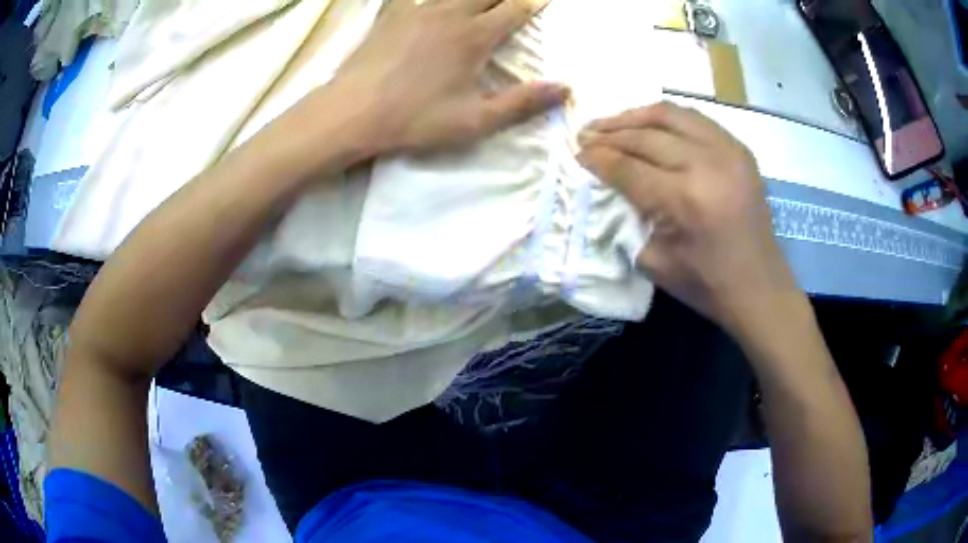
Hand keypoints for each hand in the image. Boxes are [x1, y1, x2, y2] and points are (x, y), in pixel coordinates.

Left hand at [328, 0, 568, 153]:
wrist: (353, 113)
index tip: (542, 1)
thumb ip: (522, 103)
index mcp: (475, 36)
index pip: (514, 10)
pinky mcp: (390, 13)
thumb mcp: (475, 121)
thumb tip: (565, 88)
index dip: (532, 3)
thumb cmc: (415, 118)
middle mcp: (450, 13)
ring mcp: (417, 9)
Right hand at [577, 102, 800, 332]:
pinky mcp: (740, 150)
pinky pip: (697, 120)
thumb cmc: (707, 284)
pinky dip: (668, 118)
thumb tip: (608, 185)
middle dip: (611, 133)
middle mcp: (707, 165)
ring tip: (613, 122)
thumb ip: (628, 218)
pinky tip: (651, 125)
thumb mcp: (654, 262)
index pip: (629, 167)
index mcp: (684, 199)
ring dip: (636, 116)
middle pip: (647, 136)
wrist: (760, 288)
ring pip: (672, 115)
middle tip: (586, 133)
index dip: (599, 158)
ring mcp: (728, 152)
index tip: (577, 153)